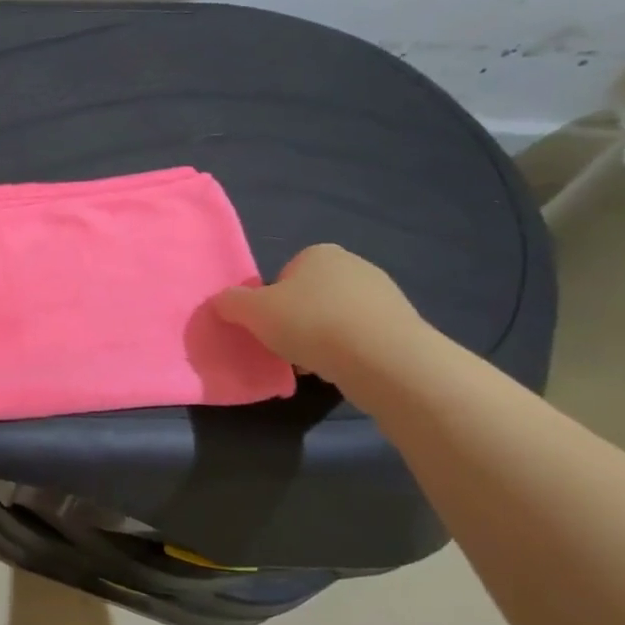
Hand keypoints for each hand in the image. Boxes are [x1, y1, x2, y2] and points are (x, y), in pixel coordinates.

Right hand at [214, 244, 424, 385]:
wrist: (384, 359)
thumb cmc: (311, 322)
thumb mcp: (252, 311)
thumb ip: (231, 302)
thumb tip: (223, 302)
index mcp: (319, 253)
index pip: (284, 275)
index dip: (272, 301)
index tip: (269, 324)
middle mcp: (355, 266)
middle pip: (311, 296)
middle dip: (298, 320)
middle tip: (286, 346)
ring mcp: (384, 296)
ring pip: (336, 319)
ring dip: (322, 339)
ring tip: (313, 364)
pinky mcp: (402, 327)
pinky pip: (361, 339)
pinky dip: (348, 354)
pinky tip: (341, 371)